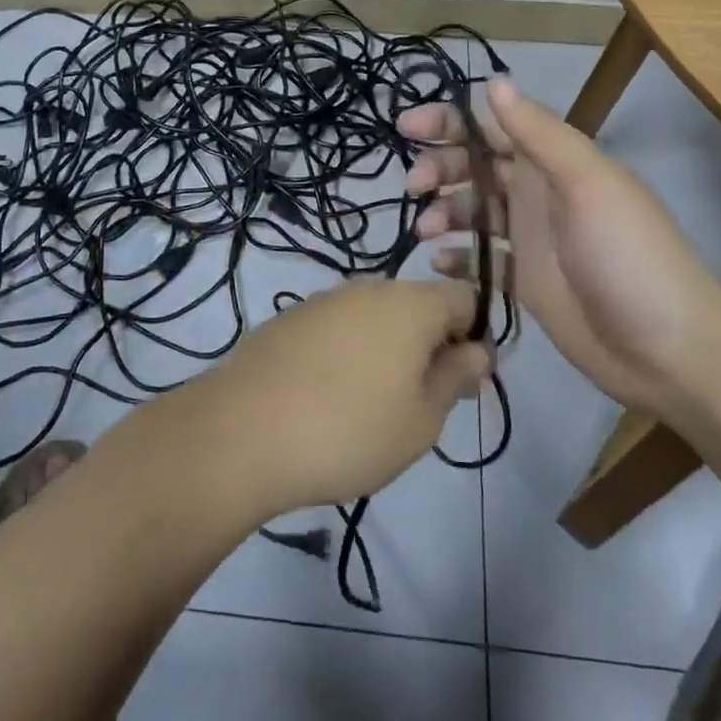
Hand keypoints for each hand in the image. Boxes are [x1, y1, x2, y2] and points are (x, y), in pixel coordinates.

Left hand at [187, 279, 488, 515]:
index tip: (462, 382)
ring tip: (371, 408)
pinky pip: (337, 328)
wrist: (241, 432)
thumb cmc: (349, 430)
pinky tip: (328, 398)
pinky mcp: (289, 319)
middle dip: (429, 346)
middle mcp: (368, 288)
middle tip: (419, 404)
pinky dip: (346, 353)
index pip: (464, 297)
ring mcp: (323, 300)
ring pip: (375, 318)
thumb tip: (479, 350)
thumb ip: (455, 377)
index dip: (474, 336)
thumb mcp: (422, 419)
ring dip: (386, 351)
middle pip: (417, 305)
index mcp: (411, 303)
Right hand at [402, 76, 720, 413]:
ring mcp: (531, 240)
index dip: (450, 122)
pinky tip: (441, 265)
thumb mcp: (588, 184)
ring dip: (443, 212)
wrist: (668, 350)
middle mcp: (538, 195)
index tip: (407, 129)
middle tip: (414, 187)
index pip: (493, 127)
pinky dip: (457, 259)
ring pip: (472, 212)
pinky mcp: (525, 282)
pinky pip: (480, 260)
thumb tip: (495, 81)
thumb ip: (540, 134)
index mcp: (554, 164)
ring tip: (426, 232)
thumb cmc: (628, 257)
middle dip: (439, 168)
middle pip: (475, 167)